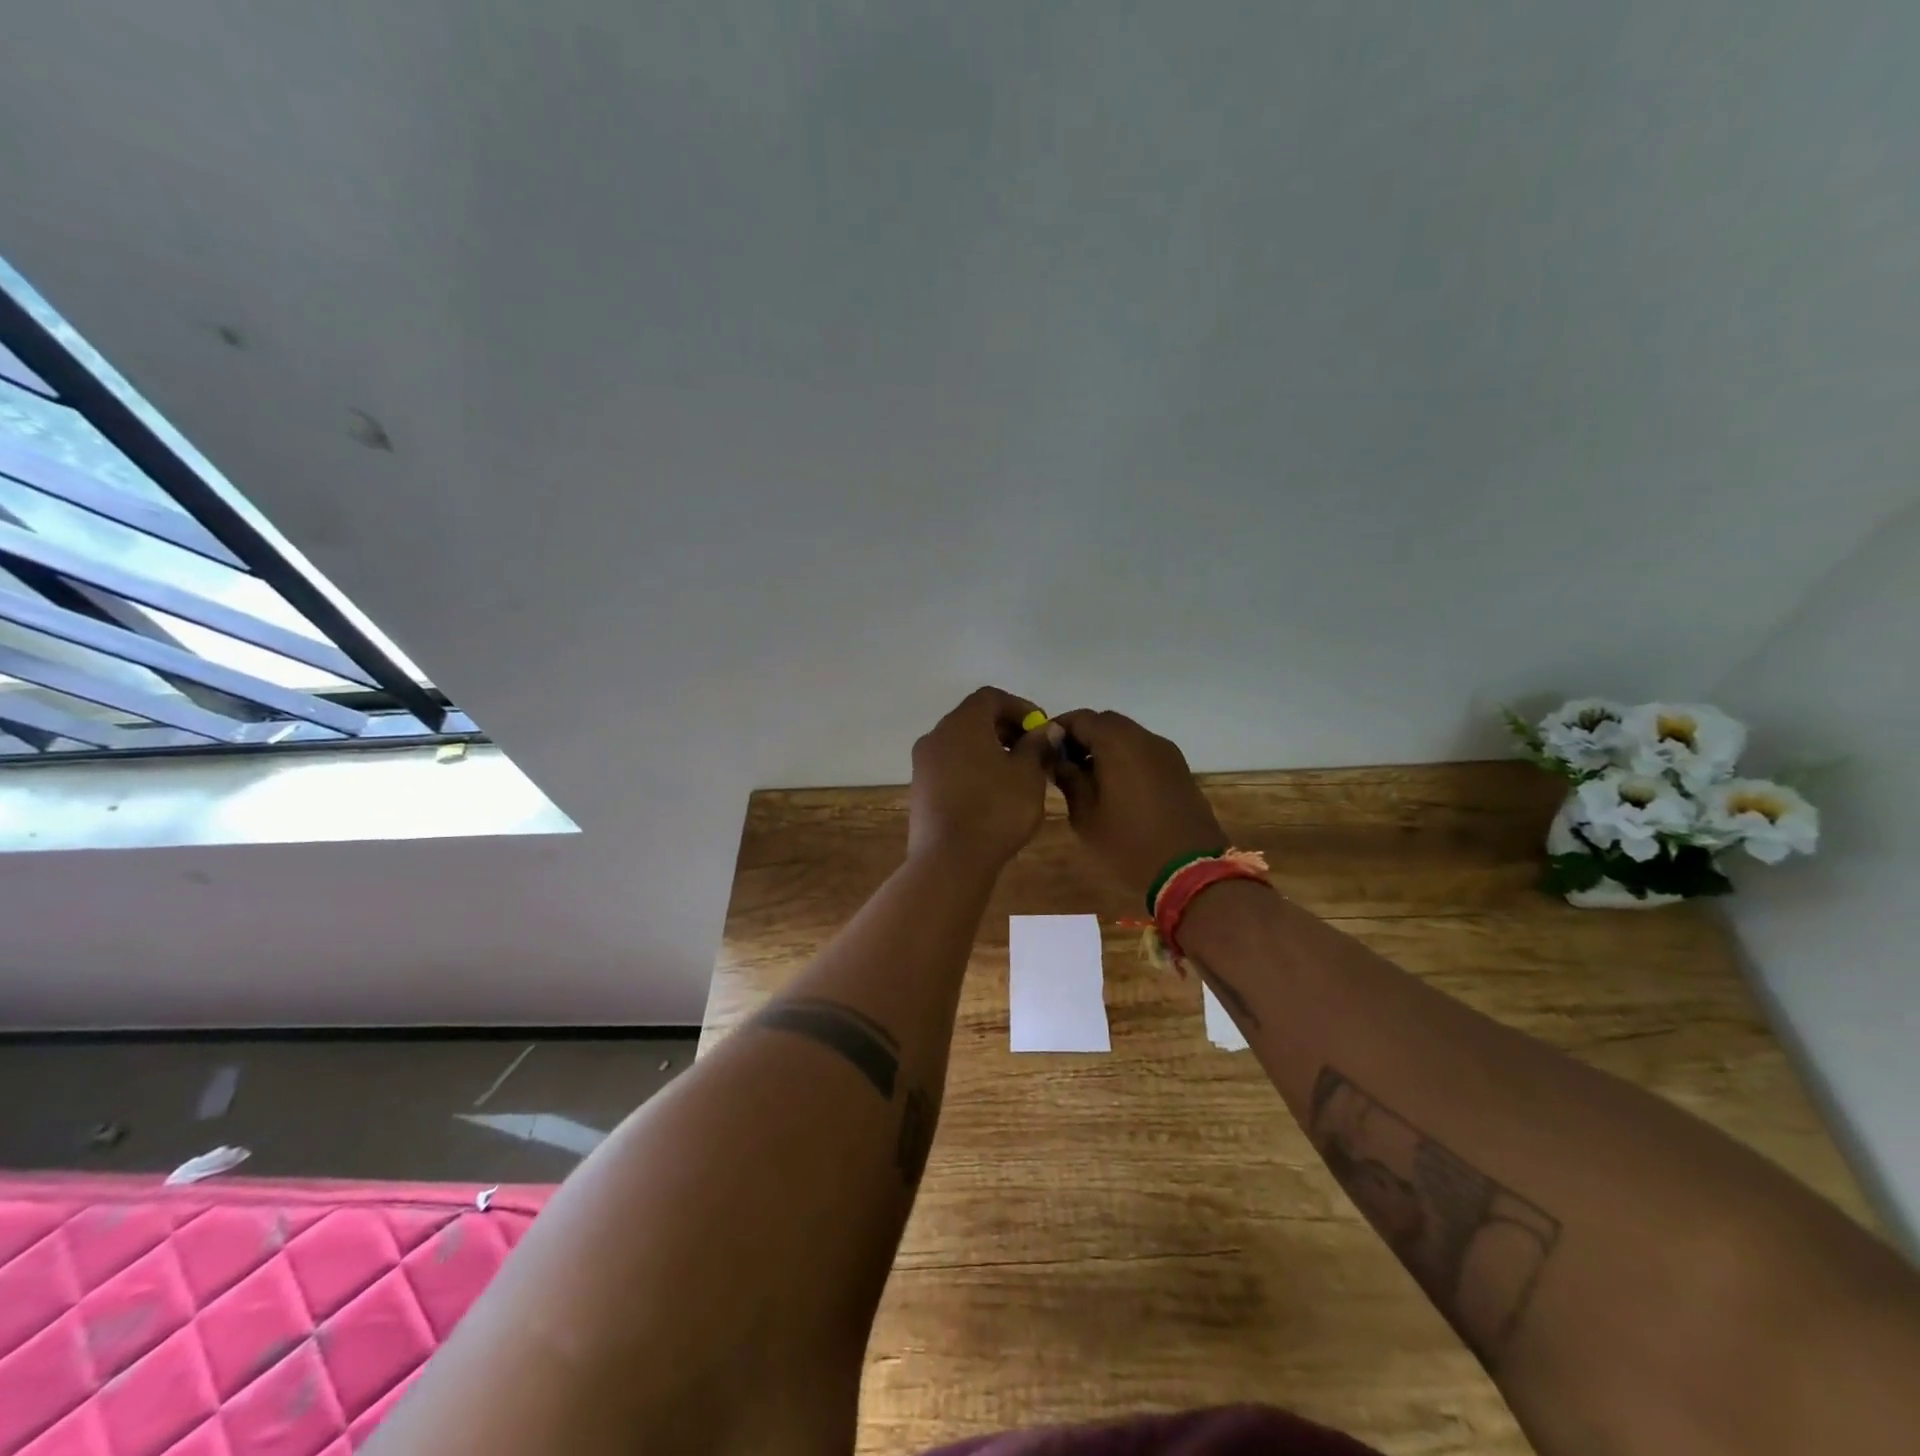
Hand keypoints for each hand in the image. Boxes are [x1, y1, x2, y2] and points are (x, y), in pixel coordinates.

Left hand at [908, 687, 1053, 868]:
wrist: (950, 859)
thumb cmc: (995, 810)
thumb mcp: (1028, 776)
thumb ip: (1038, 746)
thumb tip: (1046, 730)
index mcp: (962, 723)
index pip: (991, 698)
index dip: (1020, 708)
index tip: (1041, 730)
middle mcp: (936, 735)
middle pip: (973, 718)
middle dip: (1005, 729)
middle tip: (1033, 751)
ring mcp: (923, 763)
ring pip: (961, 743)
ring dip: (989, 750)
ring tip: (1017, 774)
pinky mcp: (920, 789)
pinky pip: (950, 766)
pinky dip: (972, 768)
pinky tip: (993, 793)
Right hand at [1051, 709, 1225, 899]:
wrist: (1190, 870)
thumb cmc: (1129, 842)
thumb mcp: (1086, 815)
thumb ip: (1069, 780)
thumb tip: (1058, 760)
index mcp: (1118, 742)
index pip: (1081, 718)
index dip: (1058, 729)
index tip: (1044, 750)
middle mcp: (1145, 738)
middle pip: (1106, 722)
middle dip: (1082, 736)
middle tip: (1064, 764)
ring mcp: (1166, 752)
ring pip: (1128, 736)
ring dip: (1105, 748)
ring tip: (1087, 778)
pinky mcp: (1179, 769)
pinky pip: (1144, 752)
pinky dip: (1125, 758)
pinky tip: (1114, 787)